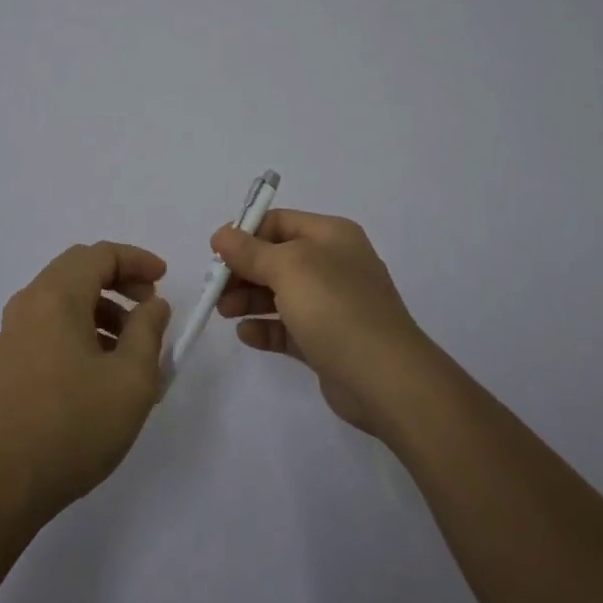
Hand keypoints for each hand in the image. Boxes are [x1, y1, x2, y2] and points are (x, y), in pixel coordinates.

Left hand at [0, 241, 172, 522]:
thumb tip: (153, 304)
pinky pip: (50, 321)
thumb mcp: (131, 379)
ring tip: (131, 345)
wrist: (5, 483)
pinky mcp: (9, 357)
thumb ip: (148, 331)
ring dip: (102, 306)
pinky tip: (100, 365)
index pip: (101, 254)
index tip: (165, 280)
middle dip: (120, 280)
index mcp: (57, 296)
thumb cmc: (75, 426)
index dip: (137, 261)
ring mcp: (14, 330)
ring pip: (65, 296)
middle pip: (79, 268)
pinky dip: (81, 326)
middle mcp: (30, 301)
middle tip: (149, 305)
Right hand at [214, 210, 437, 437]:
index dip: (246, 234)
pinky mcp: (327, 341)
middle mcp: (333, 264)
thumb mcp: (288, 268)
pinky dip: (266, 328)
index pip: (279, 222)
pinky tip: (247, 335)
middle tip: (215, 288)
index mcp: (331, 236)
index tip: (216, 253)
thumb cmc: (336, 308)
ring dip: (248, 299)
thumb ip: (250, 251)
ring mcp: (332, 304)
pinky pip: (288, 327)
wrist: (386, 379)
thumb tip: (221, 234)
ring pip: (280, 293)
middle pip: (276, 258)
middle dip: (243, 270)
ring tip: (224, 312)